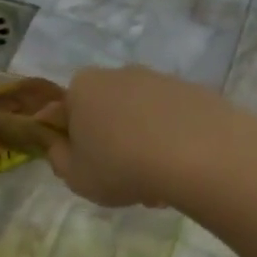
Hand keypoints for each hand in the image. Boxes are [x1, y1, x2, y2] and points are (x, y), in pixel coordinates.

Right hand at [42, 64, 226, 206]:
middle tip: (119, 178)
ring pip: (140, 118)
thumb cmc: (120, 166)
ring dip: (141, 146)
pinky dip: (170, 142)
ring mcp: (160, 79)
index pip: (65, 112)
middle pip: (105, 112)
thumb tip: (61, 145)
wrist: (198, 154)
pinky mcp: (195, 91)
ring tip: (154, 183)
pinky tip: (178, 171)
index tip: (83, 166)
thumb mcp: (74, 176)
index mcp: (82, 88)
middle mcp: (119, 73)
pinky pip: (171, 121)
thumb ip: (58, 158)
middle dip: (110, 142)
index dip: (71, 141)